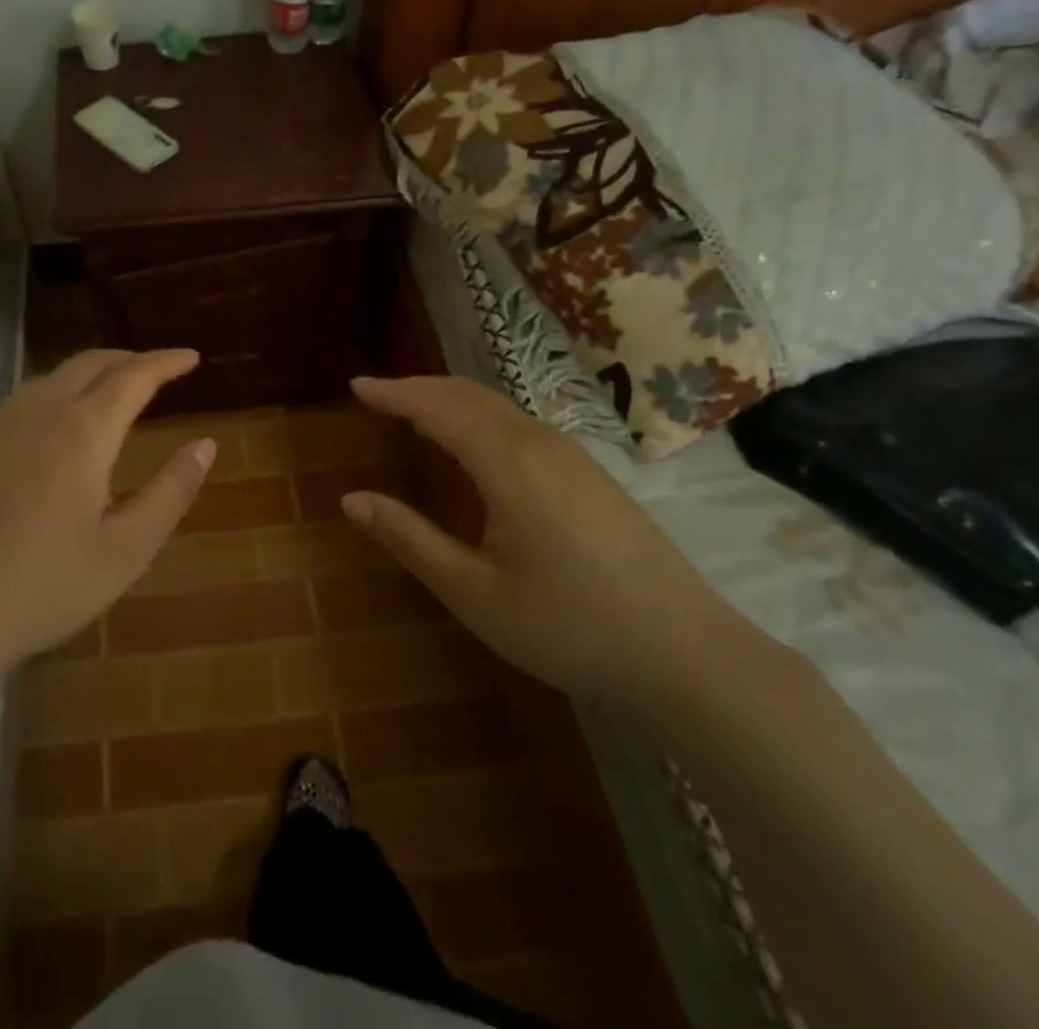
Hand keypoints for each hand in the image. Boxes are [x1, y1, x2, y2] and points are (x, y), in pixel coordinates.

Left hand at [0, 349, 215, 711]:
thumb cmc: (42, 589)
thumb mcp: (126, 551)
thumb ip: (171, 491)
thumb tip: (204, 445)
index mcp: (82, 433)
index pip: (133, 376)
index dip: (165, 362)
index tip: (189, 357)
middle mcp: (35, 413)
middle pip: (88, 364)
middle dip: (127, 360)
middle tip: (153, 373)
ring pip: (47, 382)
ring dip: (84, 380)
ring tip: (104, 404)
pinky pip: (12, 409)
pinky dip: (45, 407)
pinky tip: (44, 443)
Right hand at [342, 375, 763, 710]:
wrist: (687, 654)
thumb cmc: (568, 625)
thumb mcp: (473, 591)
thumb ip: (409, 538)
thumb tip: (351, 500)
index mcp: (507, 462)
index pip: (437, 407)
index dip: (394, 392)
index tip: (357, 385)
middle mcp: (540, 443)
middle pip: (469, 395)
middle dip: (419, 387)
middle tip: (377, 392)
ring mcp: (573, 456)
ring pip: (499, 407)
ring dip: (451, 399)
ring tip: (415, 409)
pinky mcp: (592, 475)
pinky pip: (521, 424)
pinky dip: (480, 416)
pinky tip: (475, 442)